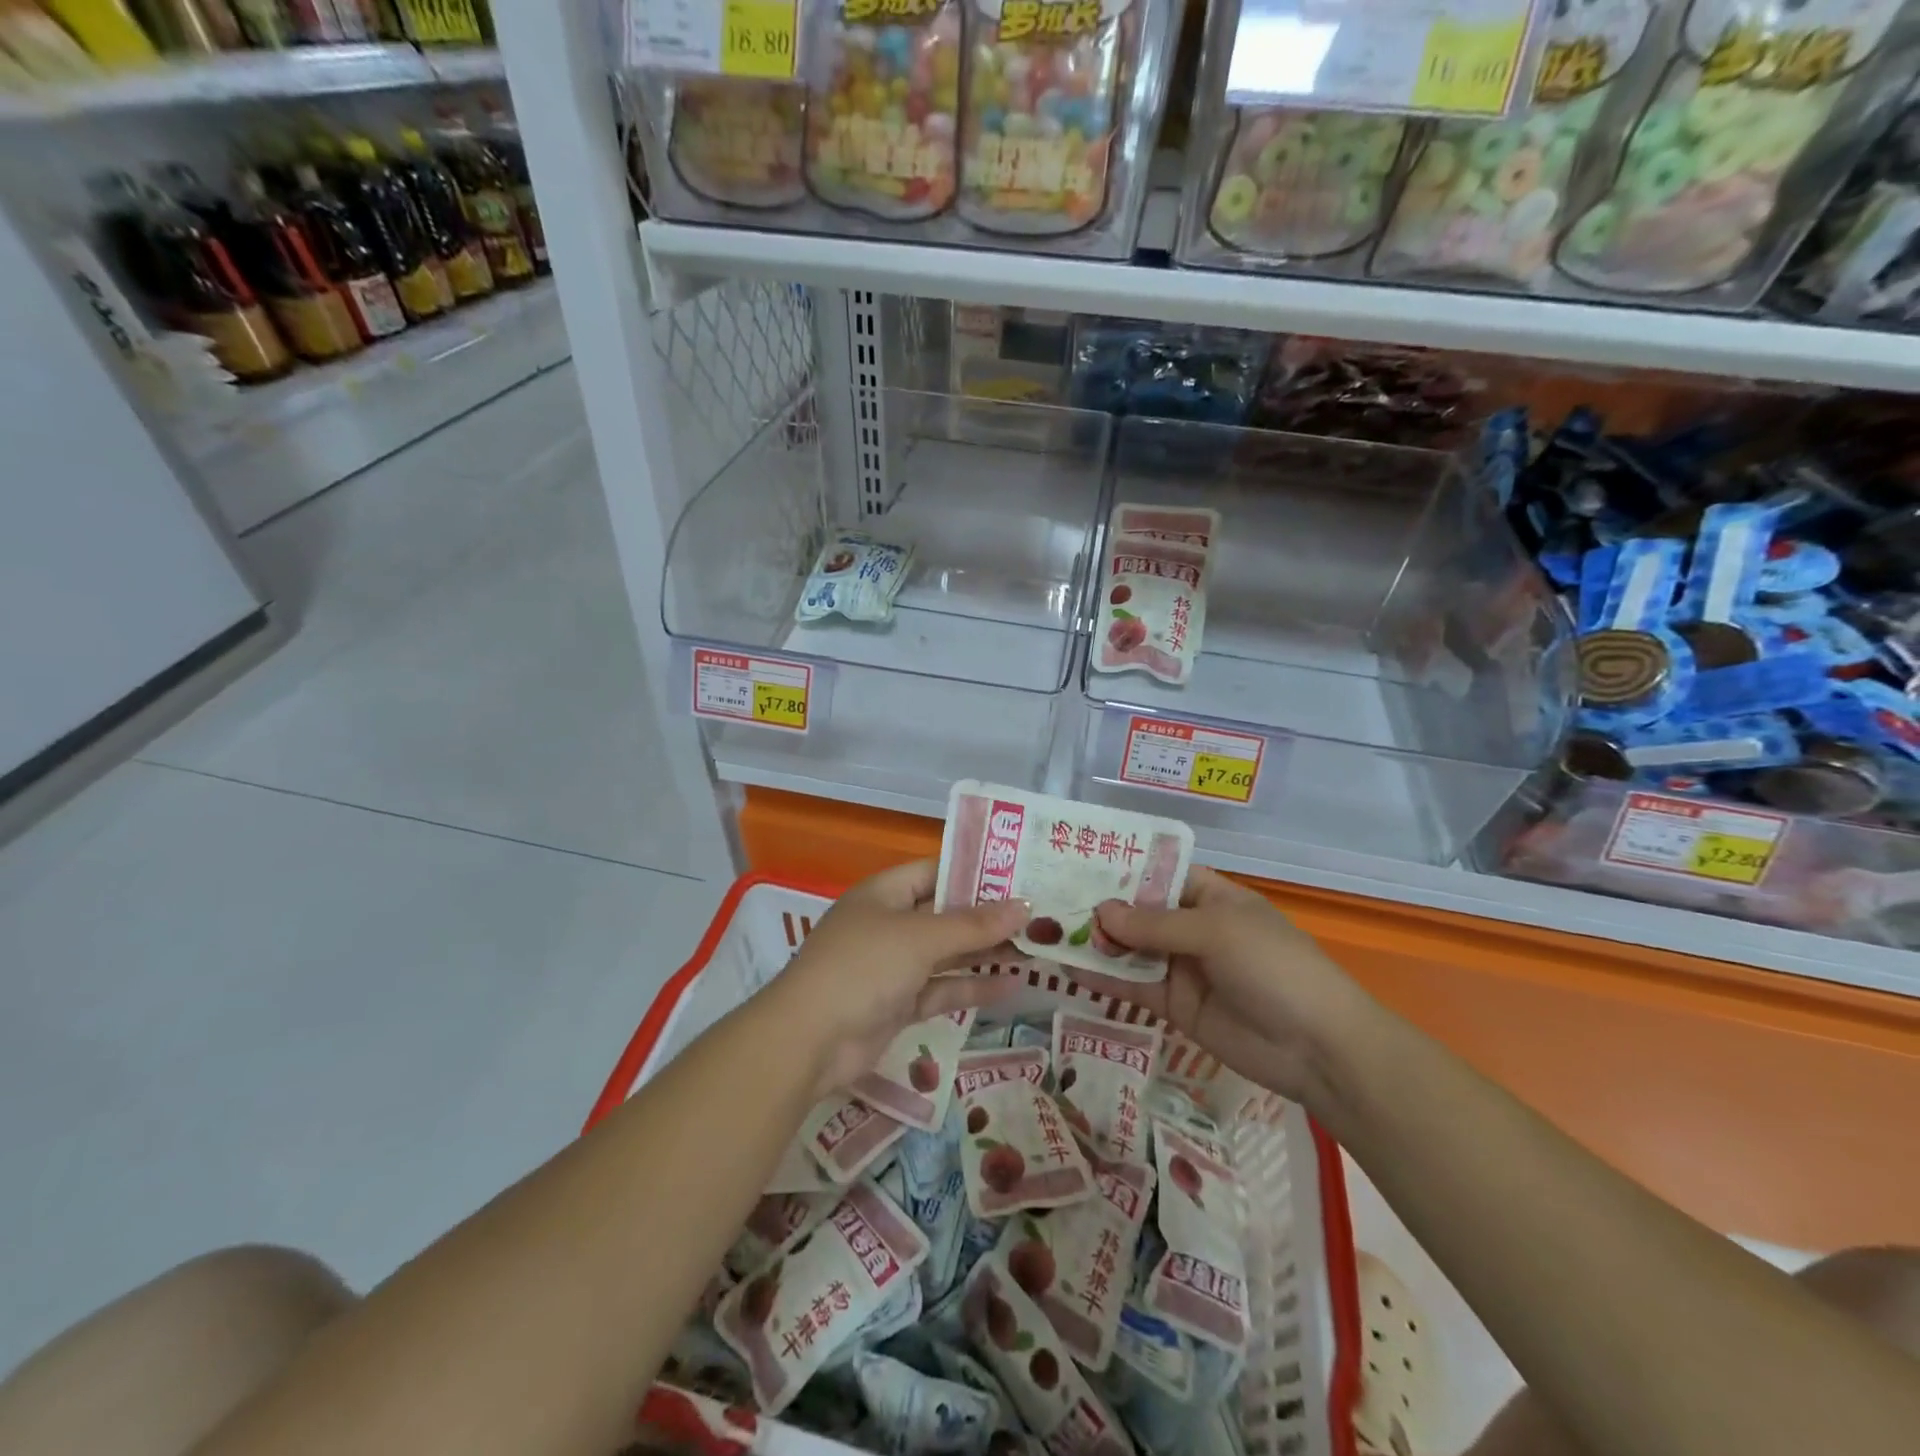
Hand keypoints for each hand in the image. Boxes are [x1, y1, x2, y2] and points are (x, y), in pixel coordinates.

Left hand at [772, 860, 1028, 1100]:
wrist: (809, 1041)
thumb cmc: (864, 967)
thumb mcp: (921, 938)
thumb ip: (974, 925)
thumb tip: (1024, 907)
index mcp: (885, 893)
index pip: (937, 870)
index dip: (977, 872)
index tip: (1021, 875)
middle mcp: (889, 923)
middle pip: (946, 913)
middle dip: (989, 916)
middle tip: (1040, 915)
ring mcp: (893, 965)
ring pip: (947, 953)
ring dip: (986, 953)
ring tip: (1036, 950)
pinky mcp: (898, 1003)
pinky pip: (942, 988)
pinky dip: (972, 986)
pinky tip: (1012, 986)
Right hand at [1072, 867, 1373, 1104]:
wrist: (1317, 1049)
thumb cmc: (1273, 968)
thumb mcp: (1215, 932)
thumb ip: (1155, 925)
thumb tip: (1100, 911)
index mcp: (1211, 897)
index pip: (1159, 874)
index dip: (1122, 869)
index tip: (1077, 863)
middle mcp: (1193, 927)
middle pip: (1139, 912)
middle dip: (1100, 907)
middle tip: (1050, 901)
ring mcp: (1182, 967)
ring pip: (1131, 949)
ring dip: (1097, 942)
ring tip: (1048, 933)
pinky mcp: (1175, 1005)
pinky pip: (1133, 986)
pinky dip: (1104, 979)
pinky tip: (1068, 970)